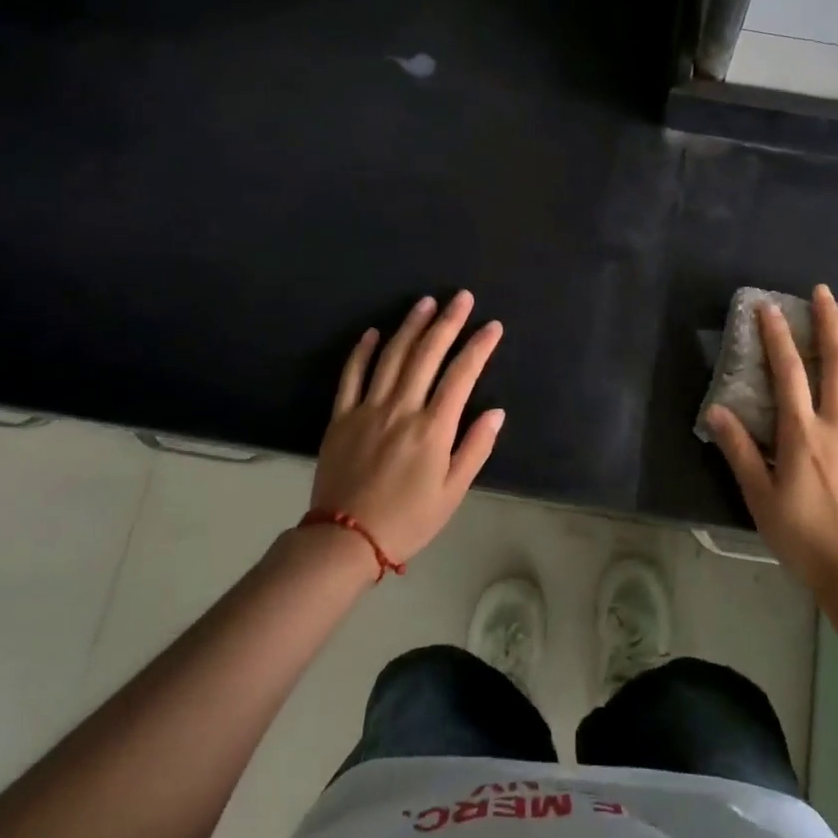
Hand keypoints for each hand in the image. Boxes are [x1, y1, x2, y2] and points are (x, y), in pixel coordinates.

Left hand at [309, 291, 504, 568]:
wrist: (344, 540)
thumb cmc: (408, 519)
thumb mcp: (452, 492)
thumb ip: (475, 448)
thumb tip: (496, 412)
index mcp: (433, 428)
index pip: (462, 375)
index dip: (479, 346)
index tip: (493, 326)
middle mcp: (401, 409)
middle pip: (427, 354)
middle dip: (448, 322)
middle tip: (462, 297)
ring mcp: (368, 409)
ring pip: (392, 356)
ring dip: (410, 326)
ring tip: (425, 302)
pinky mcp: (341, 417)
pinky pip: (351, 375)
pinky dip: (362, 351)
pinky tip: (373, 332)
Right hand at [703, 284, 837, 595]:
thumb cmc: (803, 536)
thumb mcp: (760, 496)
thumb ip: (739, 450)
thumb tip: (716, 409)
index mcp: (803, 433)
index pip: (788, 372)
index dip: (777, 336)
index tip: (770, 308)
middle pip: (836, 362)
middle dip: (828, 322)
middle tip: (823, 292)